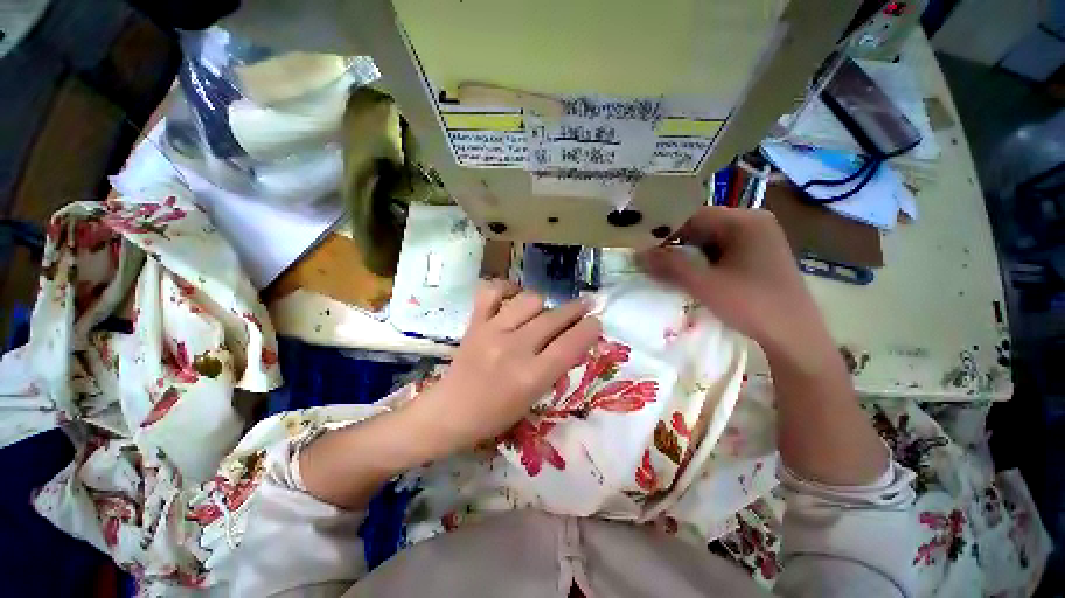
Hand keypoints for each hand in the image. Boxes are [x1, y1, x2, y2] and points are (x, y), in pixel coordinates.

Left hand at [403, 280, 600, 458]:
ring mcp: (491, 331)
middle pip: (553, 318)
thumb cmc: (495, 415)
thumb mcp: (533, 398)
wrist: (450, 412)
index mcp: (530, 376)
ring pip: (529, 300)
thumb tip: (574, 340)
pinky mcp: (475, 322)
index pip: (570, 345)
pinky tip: (513, 297)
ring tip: (542, 312)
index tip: (596, 322)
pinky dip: (506, 289)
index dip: (589, 329)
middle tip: (584, 306)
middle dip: (576, 310)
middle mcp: (513, 349)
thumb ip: (555, 368)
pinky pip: (492, 291)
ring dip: (543, 305)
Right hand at [637, 207, 830, 369]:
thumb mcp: (704, 284)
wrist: (795, 338)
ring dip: (689, 256)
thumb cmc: (751, 304)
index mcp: (745, 221)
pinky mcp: (761, 257)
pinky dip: (705, 263)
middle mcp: (755, 223)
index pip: (694, 216)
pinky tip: (694, 278)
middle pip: (704, 227)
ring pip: (712, 241)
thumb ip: (669, 266)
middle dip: (677, 246)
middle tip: (654, 263)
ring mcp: (760, 240)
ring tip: (669, 272)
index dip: (666, 233)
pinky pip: (724, 253)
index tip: (646, 251)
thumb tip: (638, 254)